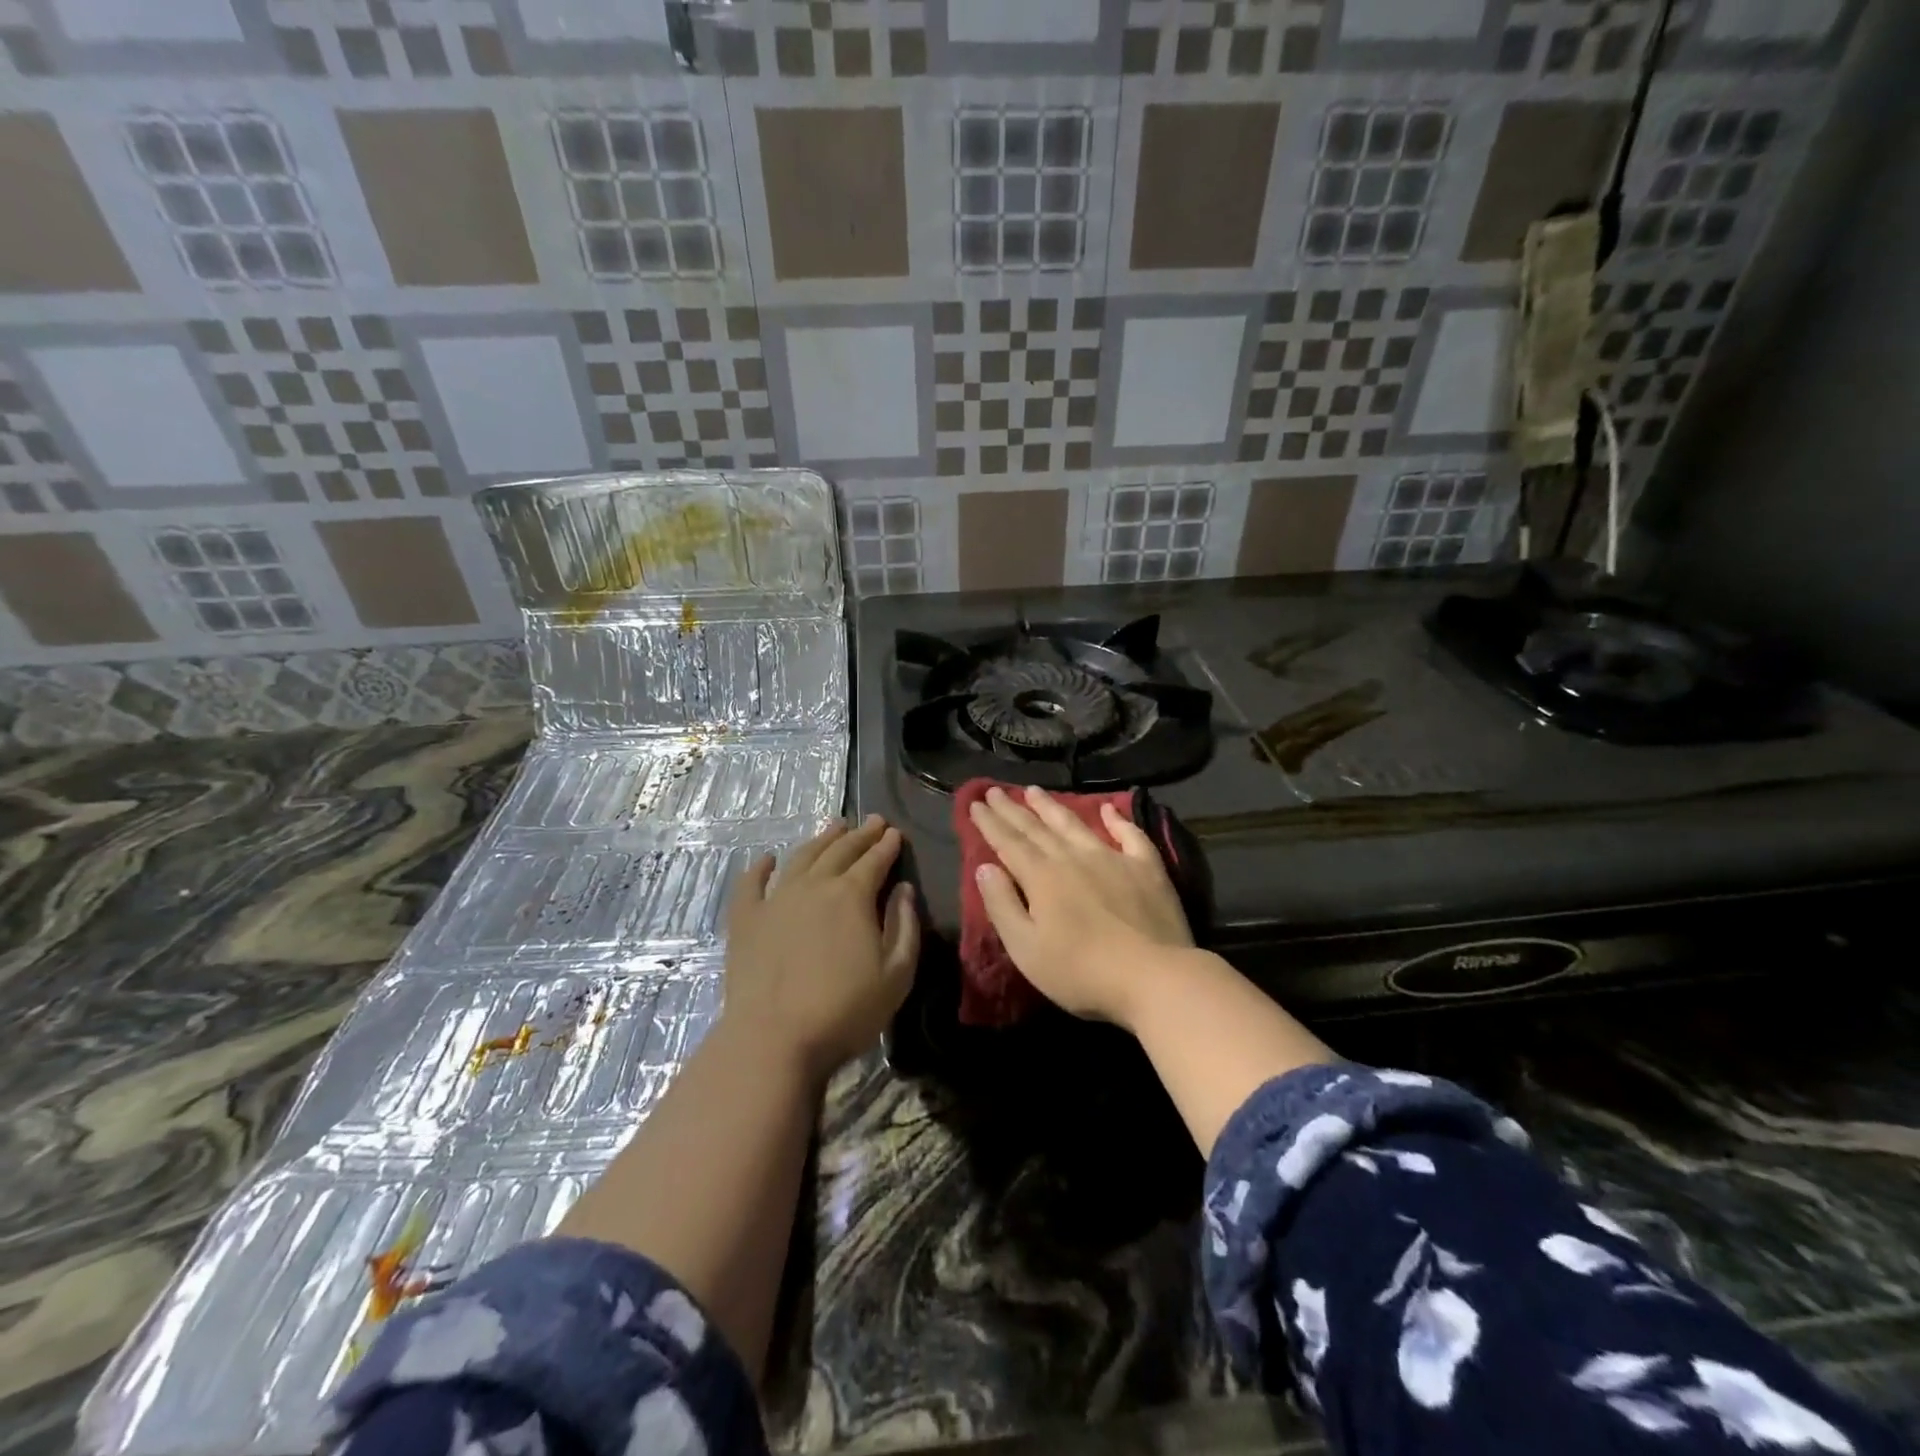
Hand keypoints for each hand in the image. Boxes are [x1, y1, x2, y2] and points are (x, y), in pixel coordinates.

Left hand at [723, 815, 918, 1079]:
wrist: (773, 1039)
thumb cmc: (845, 1011)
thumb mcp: (897, 975)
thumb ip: (904, 926)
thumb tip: (903, 889)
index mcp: (853, 896)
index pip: (875, 860)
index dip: (887, 845)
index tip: (895, 833)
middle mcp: (814, 886)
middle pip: (840, 851)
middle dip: (860, 834)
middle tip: (873, 821)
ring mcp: (776, 899)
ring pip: (801, 857)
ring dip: (820, 840)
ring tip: (834, 827)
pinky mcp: (746, 920)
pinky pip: (751, 884)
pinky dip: (760, 867)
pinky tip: (768, 859)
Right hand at [968, 786, 1193, 1026]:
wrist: (1154, 977)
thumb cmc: (1081, 971)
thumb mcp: (1026, 948)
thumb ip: (1002, 905)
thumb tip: (984, 868)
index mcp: (1042, 877)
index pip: (1009, 842)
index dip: (990, 823)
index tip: (975, 804)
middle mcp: (1073, 858)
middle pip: (1037, 828)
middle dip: (1013, 809)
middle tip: (995, 790)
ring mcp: (1113, 858)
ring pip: (1075, 824)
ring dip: (1052, 806)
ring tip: (1035, 790)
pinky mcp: (1147, 868)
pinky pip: (1130, 835)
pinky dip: (1118, 819)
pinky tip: (1110, 808)